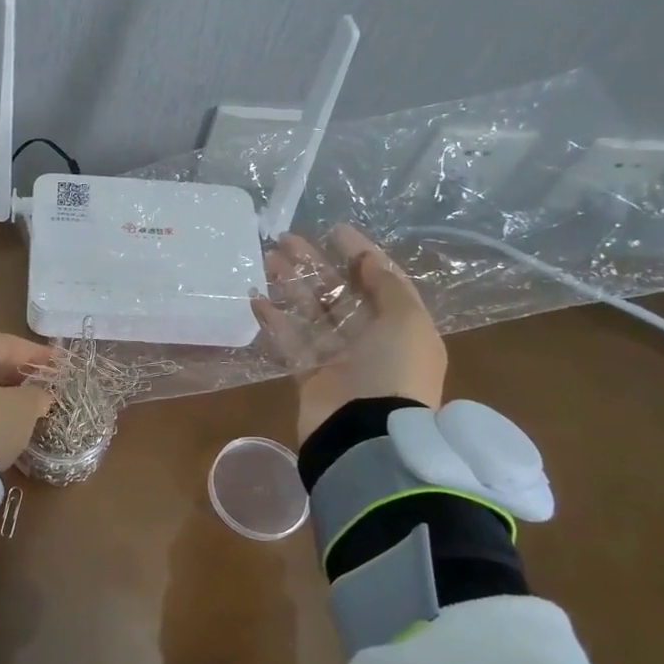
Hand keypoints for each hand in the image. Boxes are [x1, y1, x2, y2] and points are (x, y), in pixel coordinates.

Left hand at [0, 333, 55, 469]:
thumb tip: (38, 395)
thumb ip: (36, 395)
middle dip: (18, 375)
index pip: (4, 343)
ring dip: (3, 396)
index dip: (34, 351)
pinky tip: (3, 428)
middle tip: (43, 386)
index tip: (57, 363)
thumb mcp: (23, 408)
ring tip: (27, 409)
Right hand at [254, 223, 446, 443]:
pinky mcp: (309, 375)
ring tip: (268, 259)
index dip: (360, 253)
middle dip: (315, 265)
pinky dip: (275, 320)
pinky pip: (291, 341)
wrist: (367, 434)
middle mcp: (370, 339)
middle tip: (286, 240)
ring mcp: (338, 358)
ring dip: (292, 285)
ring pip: (311, 312)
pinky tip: (256, 298)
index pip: (380, 280)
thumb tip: (368, 259)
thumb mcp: (407, 320)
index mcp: (400, 325)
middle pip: (339, 293)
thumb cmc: (394, 370)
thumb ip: (387, 285)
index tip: (336, 229)